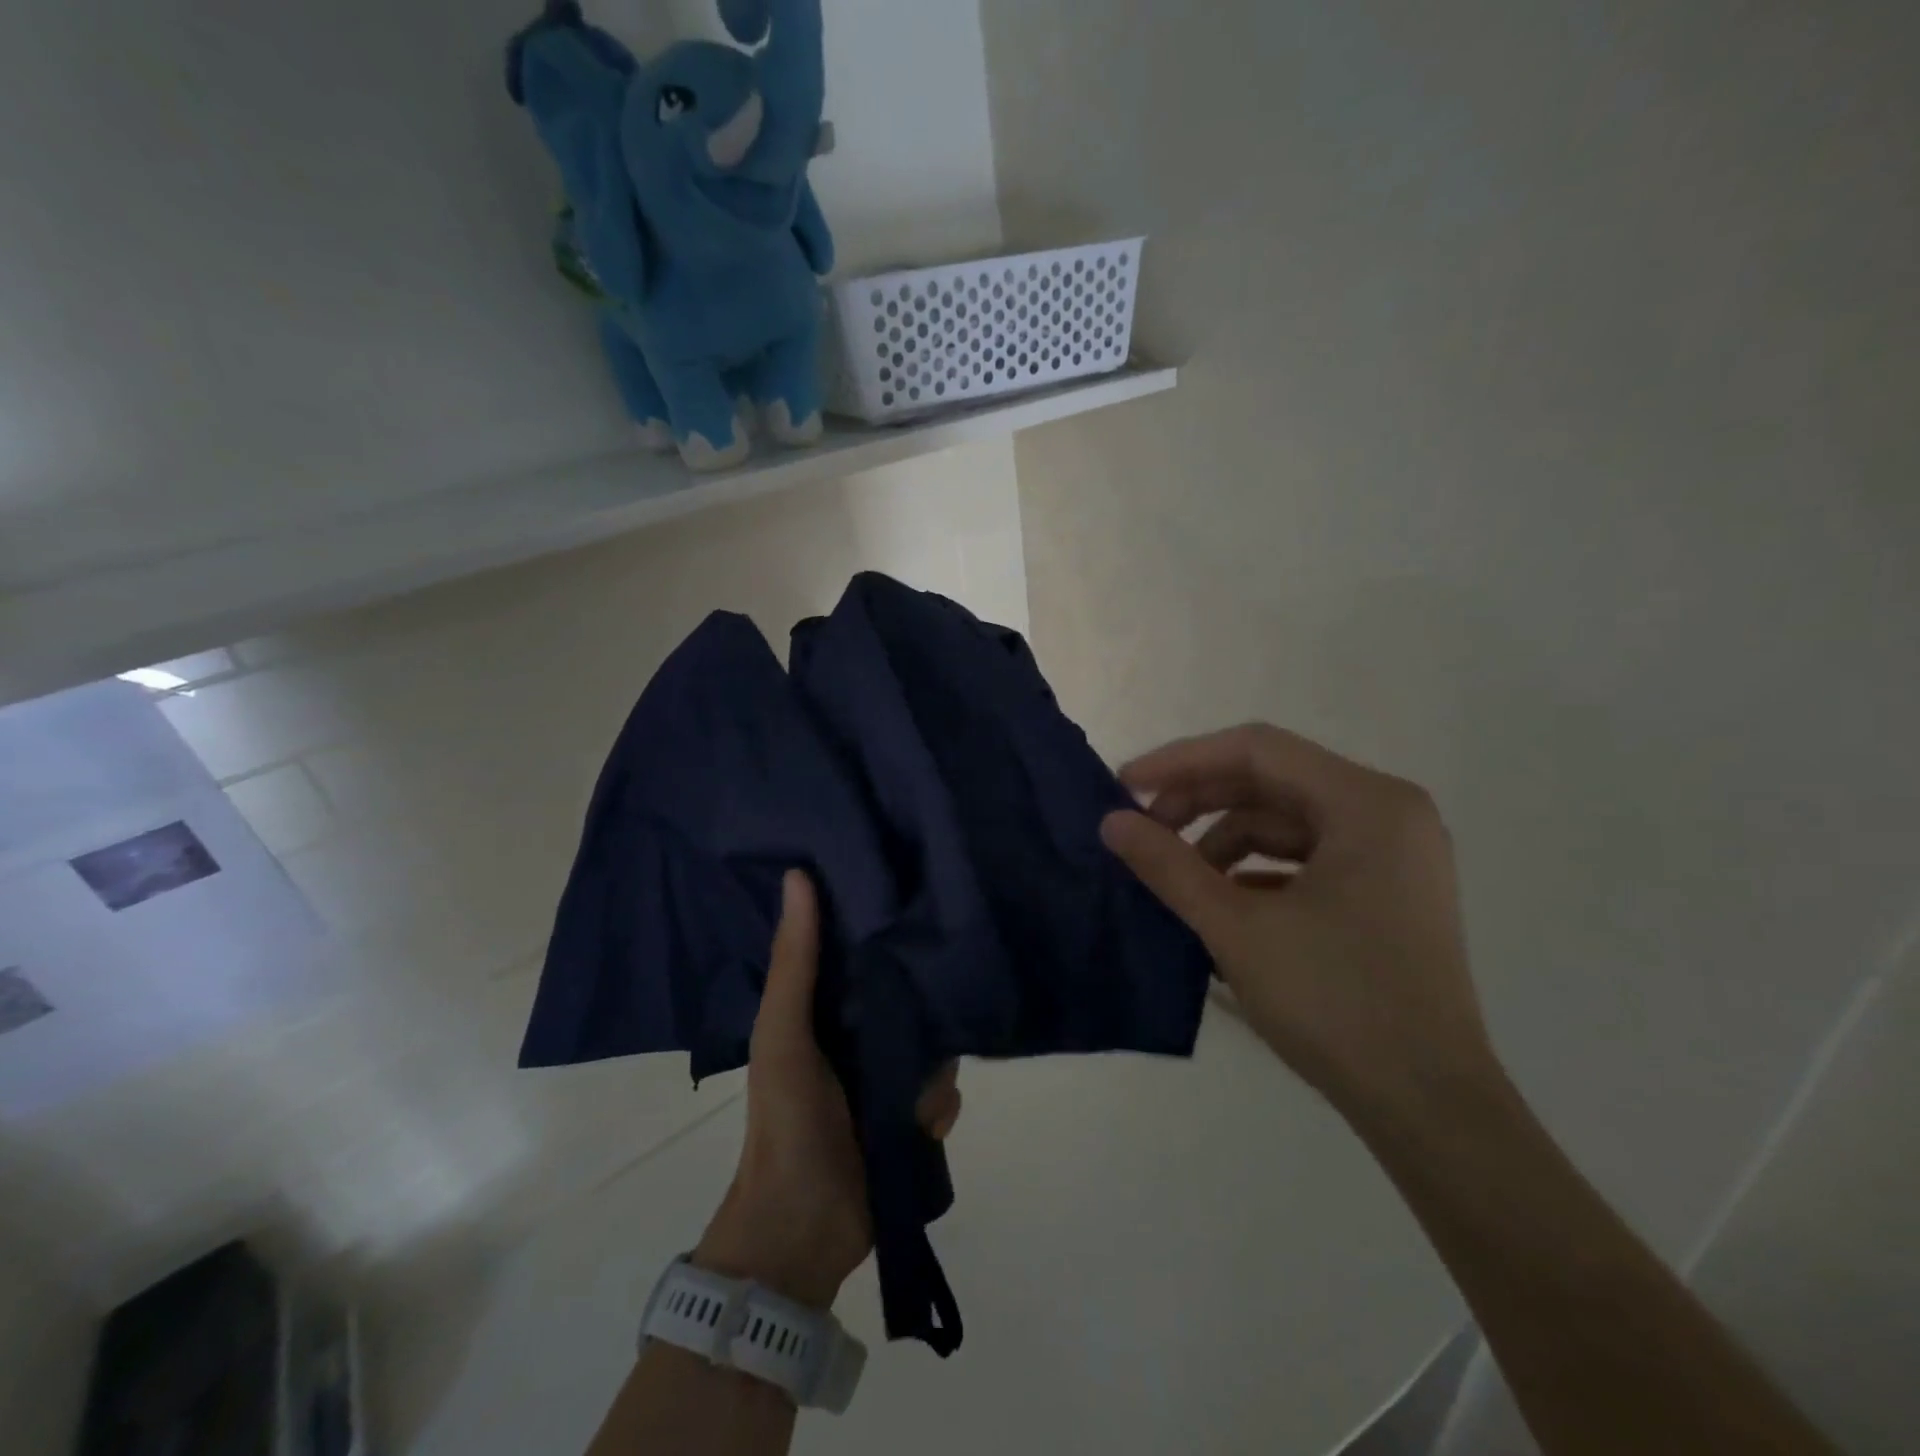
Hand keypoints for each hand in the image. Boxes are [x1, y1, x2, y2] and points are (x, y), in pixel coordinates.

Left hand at [694, 870, 961, 1308]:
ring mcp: (889, 1078)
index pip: (860, 947)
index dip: (881, 916)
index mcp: (824, 1007)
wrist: (800, 1231)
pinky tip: (923, 1118)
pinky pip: (945, 1092)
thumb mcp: (782, 1033)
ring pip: (935, 1043)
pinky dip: (938, 1104)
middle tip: (955, 968)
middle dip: (927, 989)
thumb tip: (799, 874)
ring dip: (935, 1059)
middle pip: (908, 993)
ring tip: (925, 1072)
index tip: (914, 882)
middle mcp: (860, 1034)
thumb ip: (796, 961)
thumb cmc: (786, 1119)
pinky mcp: (913, 1116)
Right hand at [1100, 724, 1497, 1122]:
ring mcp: (1392, 854)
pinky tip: (1220, 902)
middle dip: (1200, 801)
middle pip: (1272, 781)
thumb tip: (1110, 823)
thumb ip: (1169, 866)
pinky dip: (1256, 871)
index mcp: (1366, 803)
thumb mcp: (1237, 928)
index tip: (1124, 785)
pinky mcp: (1385, 891)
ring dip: (1223, 840)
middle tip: (1142, 830)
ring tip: (1178, 877)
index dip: (1182, 761)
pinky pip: (1306, 857)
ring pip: (1286, 821)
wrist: (1428, 1108)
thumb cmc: (1336, 1003)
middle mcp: (1387, 813)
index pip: (1257, 750)